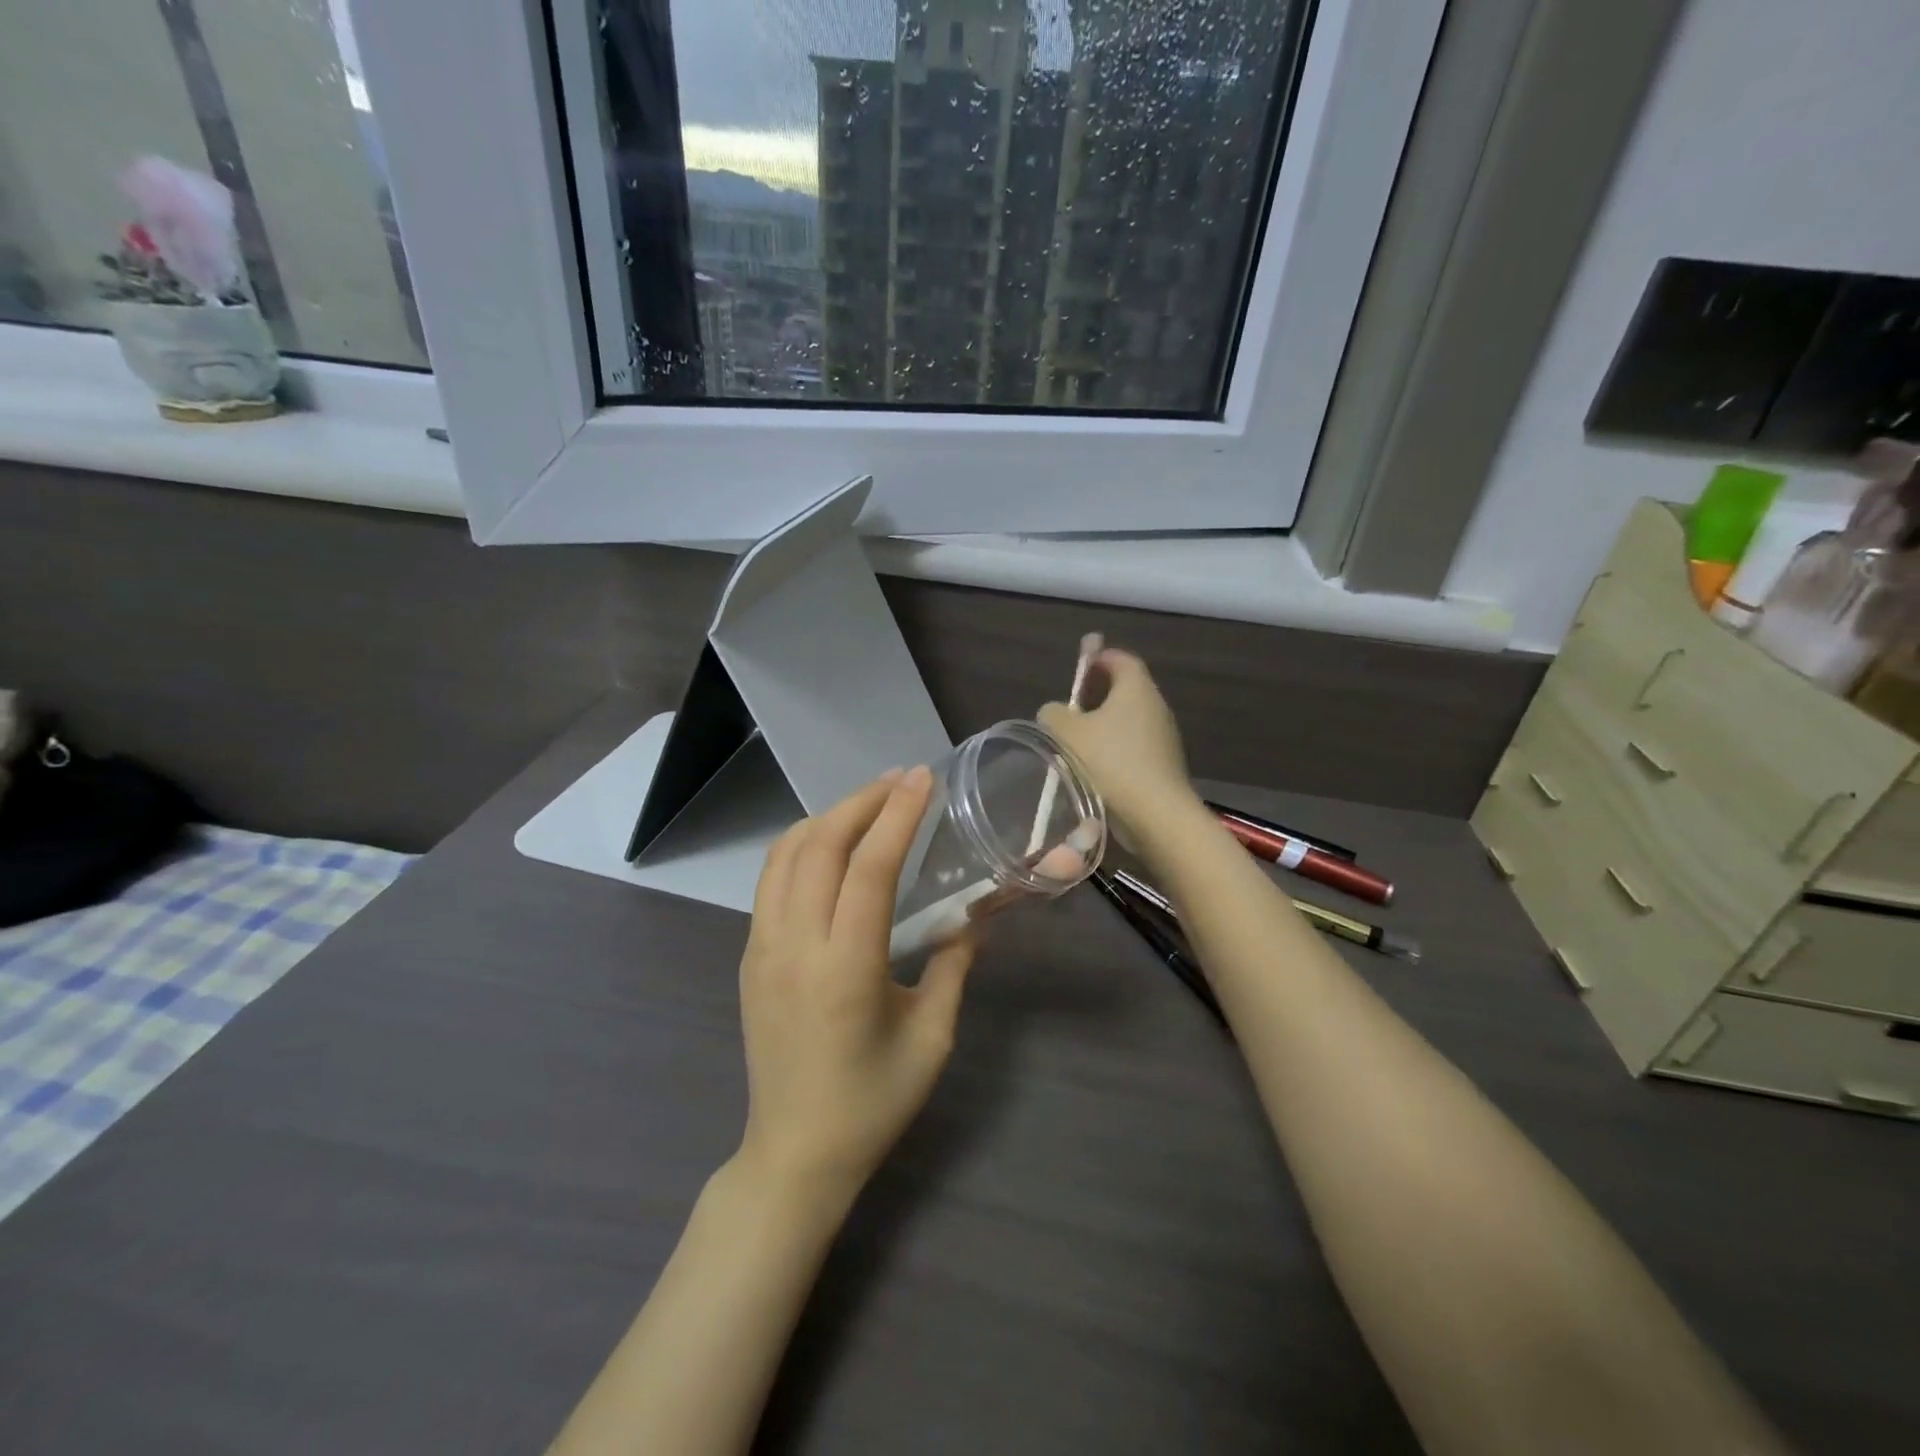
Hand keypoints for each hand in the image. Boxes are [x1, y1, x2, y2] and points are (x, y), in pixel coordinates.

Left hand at [737, 767, 974, 1198]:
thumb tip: (978, 913)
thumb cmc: (871, 1103)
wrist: (794, 1155)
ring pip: (786, 855)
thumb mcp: (931, 1037)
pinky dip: (802, 845)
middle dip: (862, 801)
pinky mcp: (749, 956)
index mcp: (845, 970)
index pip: (869, 869)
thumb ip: (954, 965)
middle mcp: (794, 947)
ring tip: (869, 803)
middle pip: (820, 846)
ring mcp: (762, 949)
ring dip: (828, 817)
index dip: (898, 816)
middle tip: (901, 780)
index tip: (923, 779)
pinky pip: (771, 880)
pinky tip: (831, 845)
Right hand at [1039, 649, 1195, 843]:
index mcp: (1136, 688)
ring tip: (1078, 743)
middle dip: (1099, 694)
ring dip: (1106, 726)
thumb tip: (1055, 712)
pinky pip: (1136, 747)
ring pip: (1130, 721)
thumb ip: (1054, 714)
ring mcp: (1165, 737)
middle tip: (1071, 709)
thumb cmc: (1110, 762)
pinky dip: (1117, 750)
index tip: (1078, 670)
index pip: (1120, 659)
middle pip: (1126, 689)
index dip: (1098, 659)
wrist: (1155, 813)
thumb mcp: (1067, 733)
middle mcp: (1156, 706)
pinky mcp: (1165, 765)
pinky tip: (1096, 770)